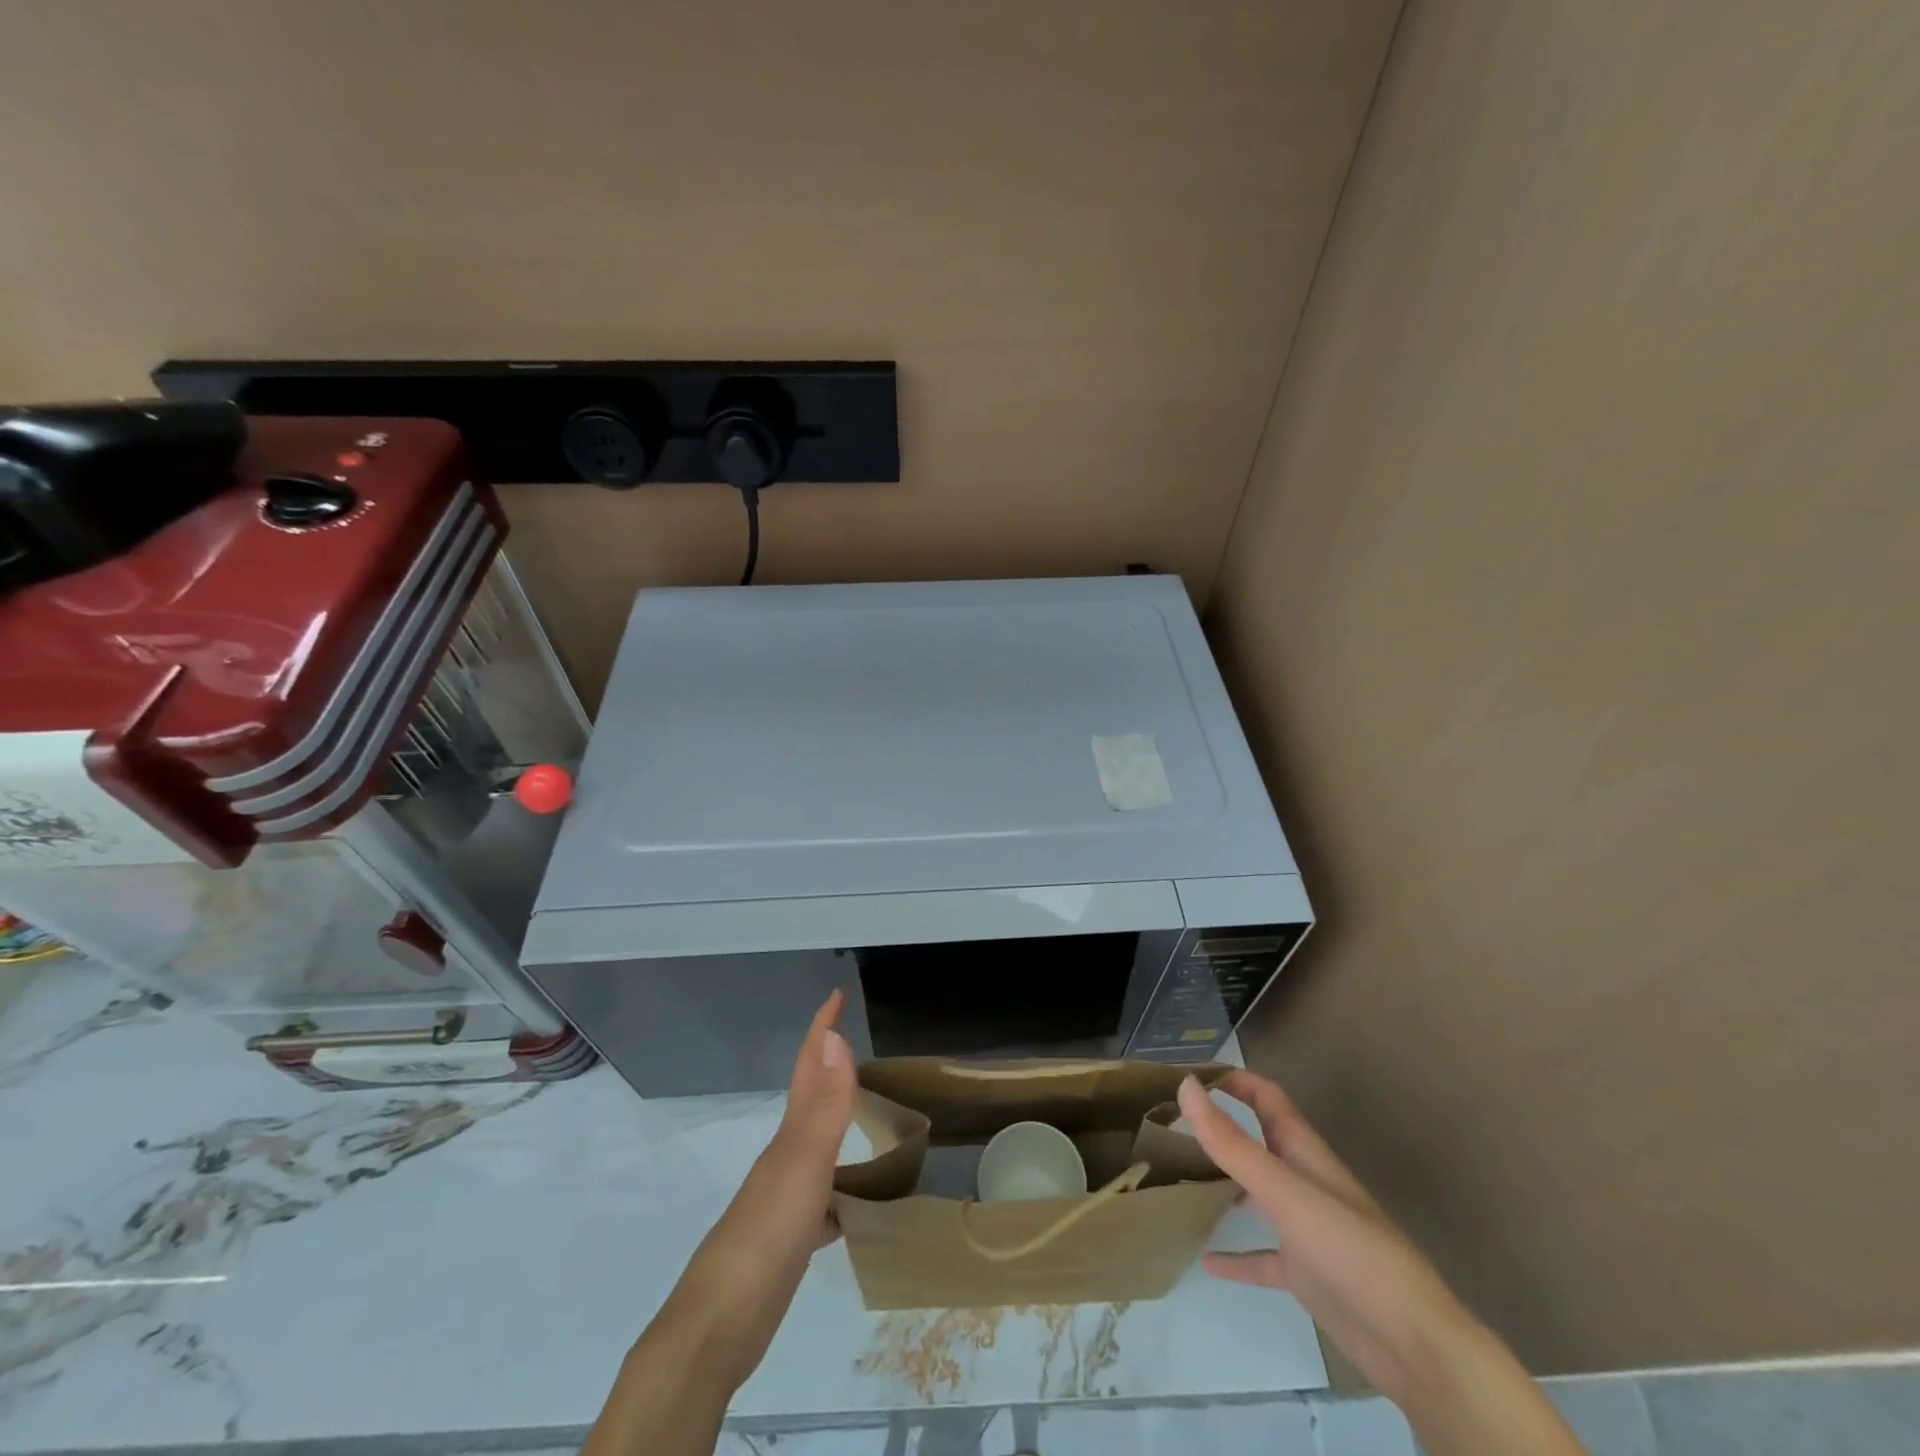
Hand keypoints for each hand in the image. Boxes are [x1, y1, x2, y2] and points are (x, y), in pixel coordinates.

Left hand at [663, 990, 856, 1384]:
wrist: (719, 1327)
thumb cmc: (766, 1236)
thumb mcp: (803, 1166)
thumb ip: (824, 1106)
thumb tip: (834, 1038)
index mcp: (789, 1137)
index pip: (808, 1068)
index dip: (821, 1030)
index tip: (835, 995)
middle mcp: (784, 1159)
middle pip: (810, 1100)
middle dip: (829, 1068)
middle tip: (857, 1048)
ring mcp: (783, 1200)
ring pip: (816, 1147)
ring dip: (836, 1124)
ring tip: (867, 1116)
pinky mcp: (788, 1240)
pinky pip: (823, 1198)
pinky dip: (841, 1190)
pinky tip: (856, 1205)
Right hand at [1176, 1070, 1462, 1401]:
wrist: (1413, 1344)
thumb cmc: (1349, 1249)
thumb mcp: (1283, 1190)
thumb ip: (1232, 1142)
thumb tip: (1185, 1086)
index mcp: (1303, 1152)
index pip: (1265, 1097)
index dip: (1233, 1079)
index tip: (1188, 1074)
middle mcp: (1302, 1181)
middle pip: (1257, 1142)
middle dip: (1219, 1129)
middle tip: (1170, 1125)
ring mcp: (1304, 1229)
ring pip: (1255, 1194)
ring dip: (1222, 1185)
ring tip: (1177, 1180)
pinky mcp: (1305, 1273)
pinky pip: (1261, 1257)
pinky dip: (1235, 1256)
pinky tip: (1206, 1260)